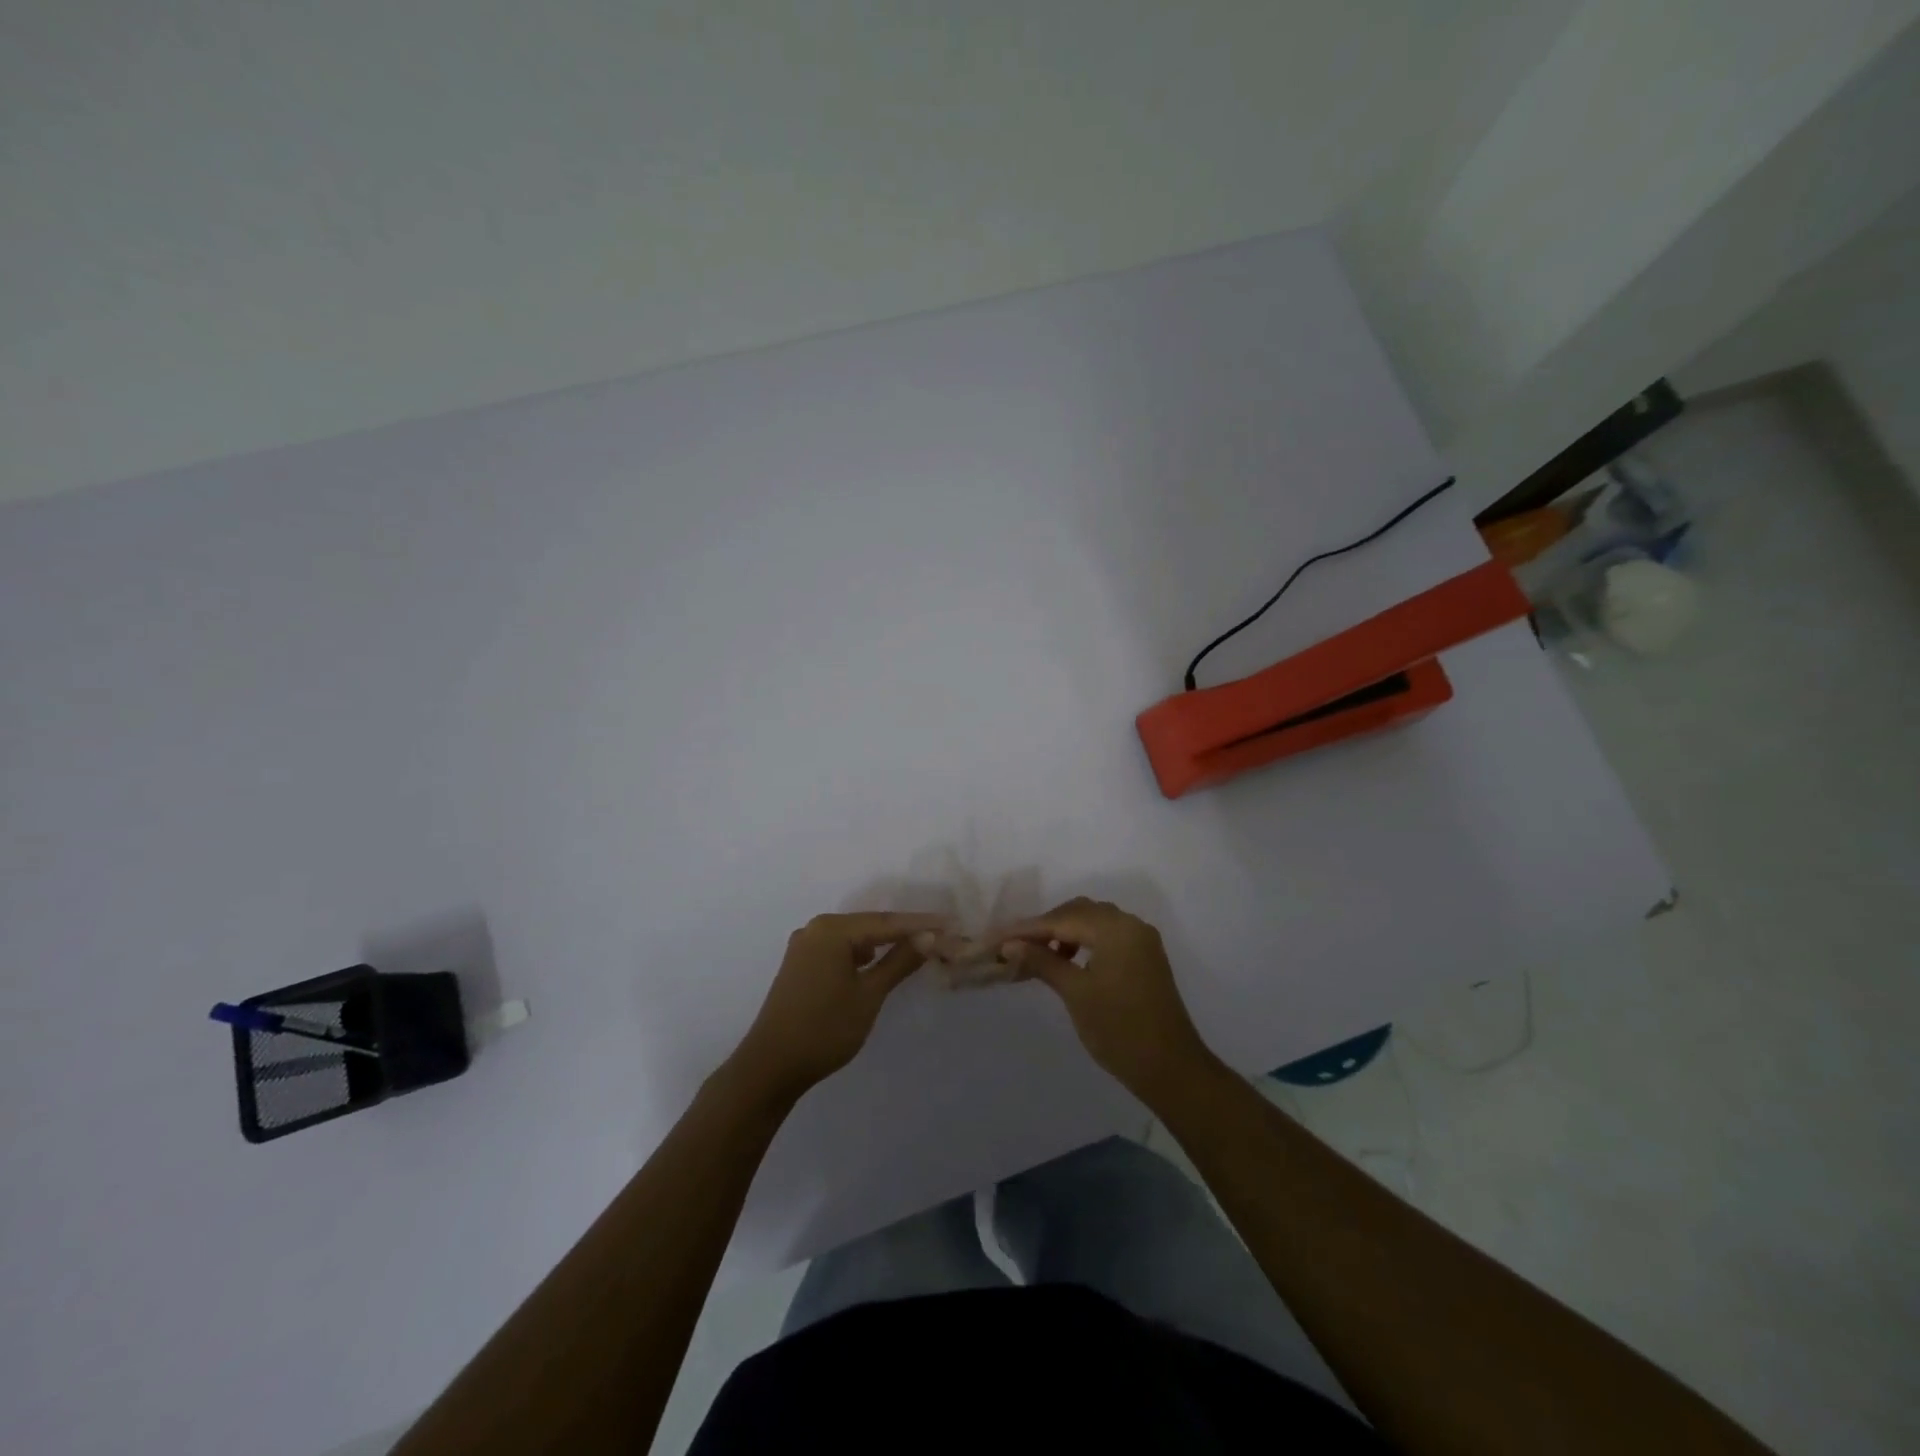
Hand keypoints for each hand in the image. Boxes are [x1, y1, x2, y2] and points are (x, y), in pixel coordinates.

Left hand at [730, 912, 947, 1101]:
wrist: (771, 1066)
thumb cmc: (824, 1028)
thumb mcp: (869, 995)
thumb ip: (899, 962)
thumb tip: (928, 937)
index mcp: (832, 930)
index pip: (886, 922)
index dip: (920, 924)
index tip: (951, 923)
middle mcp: (816, 929)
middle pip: (869, 925)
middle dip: (904, 932)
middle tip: (939, 935)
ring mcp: (805, 946)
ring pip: (855, 938)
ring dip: (884, 943)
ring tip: (916, 947)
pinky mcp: (800, 965)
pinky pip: (840, 950)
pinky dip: (863, 955)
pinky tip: (877, 961)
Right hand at [1000, 898, 1218, 1099]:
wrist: (1171, 1068)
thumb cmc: (1119, 1030)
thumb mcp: (1075, 993)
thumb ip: (1043, 961)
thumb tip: (1010, 945)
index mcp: (1116, 928)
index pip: (1062, 919)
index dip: (1027, 929)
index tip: (997, 938)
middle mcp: (1131, 924)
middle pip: (1079, 912)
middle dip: (1045, 927)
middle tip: (1015, 946)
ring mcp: (1141, 940)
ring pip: (1093, 922)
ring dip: (1064, 932)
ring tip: (1039, 956)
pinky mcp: (1145, 957)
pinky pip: (1108, 936)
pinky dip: (1084, 942)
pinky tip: (1067, 961)